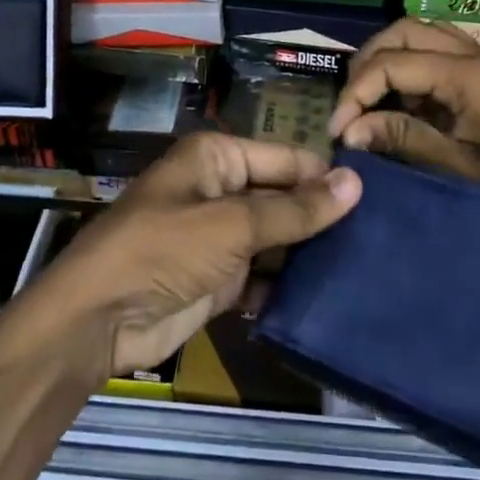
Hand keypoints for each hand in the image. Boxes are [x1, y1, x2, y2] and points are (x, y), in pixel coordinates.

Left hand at [31, 132, 360, 376]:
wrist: (97, 320)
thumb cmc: (162, 251)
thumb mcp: (232, 225)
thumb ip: (295, 210)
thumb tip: (356, 183)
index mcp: (219, 159)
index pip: (286, 159)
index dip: (327, 177)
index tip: (379, 197)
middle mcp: (222, 190)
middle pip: (284, 198)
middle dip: (322, 218)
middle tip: (382, 237)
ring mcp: (221, 237)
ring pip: (277, 239)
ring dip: (309, 254)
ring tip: (367, 266)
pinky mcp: (220, 279)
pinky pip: (264, 276)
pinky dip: (287, 286)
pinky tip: (330, 297)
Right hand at [328, 18, 479, 224]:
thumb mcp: (458, 170)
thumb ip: (402, 138)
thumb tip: (349, 130)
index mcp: (469, 73)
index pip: (393, 63)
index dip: (356, 92)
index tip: (337, 130)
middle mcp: (477, 53)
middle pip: (405, 31)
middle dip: (370, 62)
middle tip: (350, 104)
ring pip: (424, 35)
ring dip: (392, 59)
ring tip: (371, 101)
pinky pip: (444, 53)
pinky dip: (416, 68)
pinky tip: (407, 105)